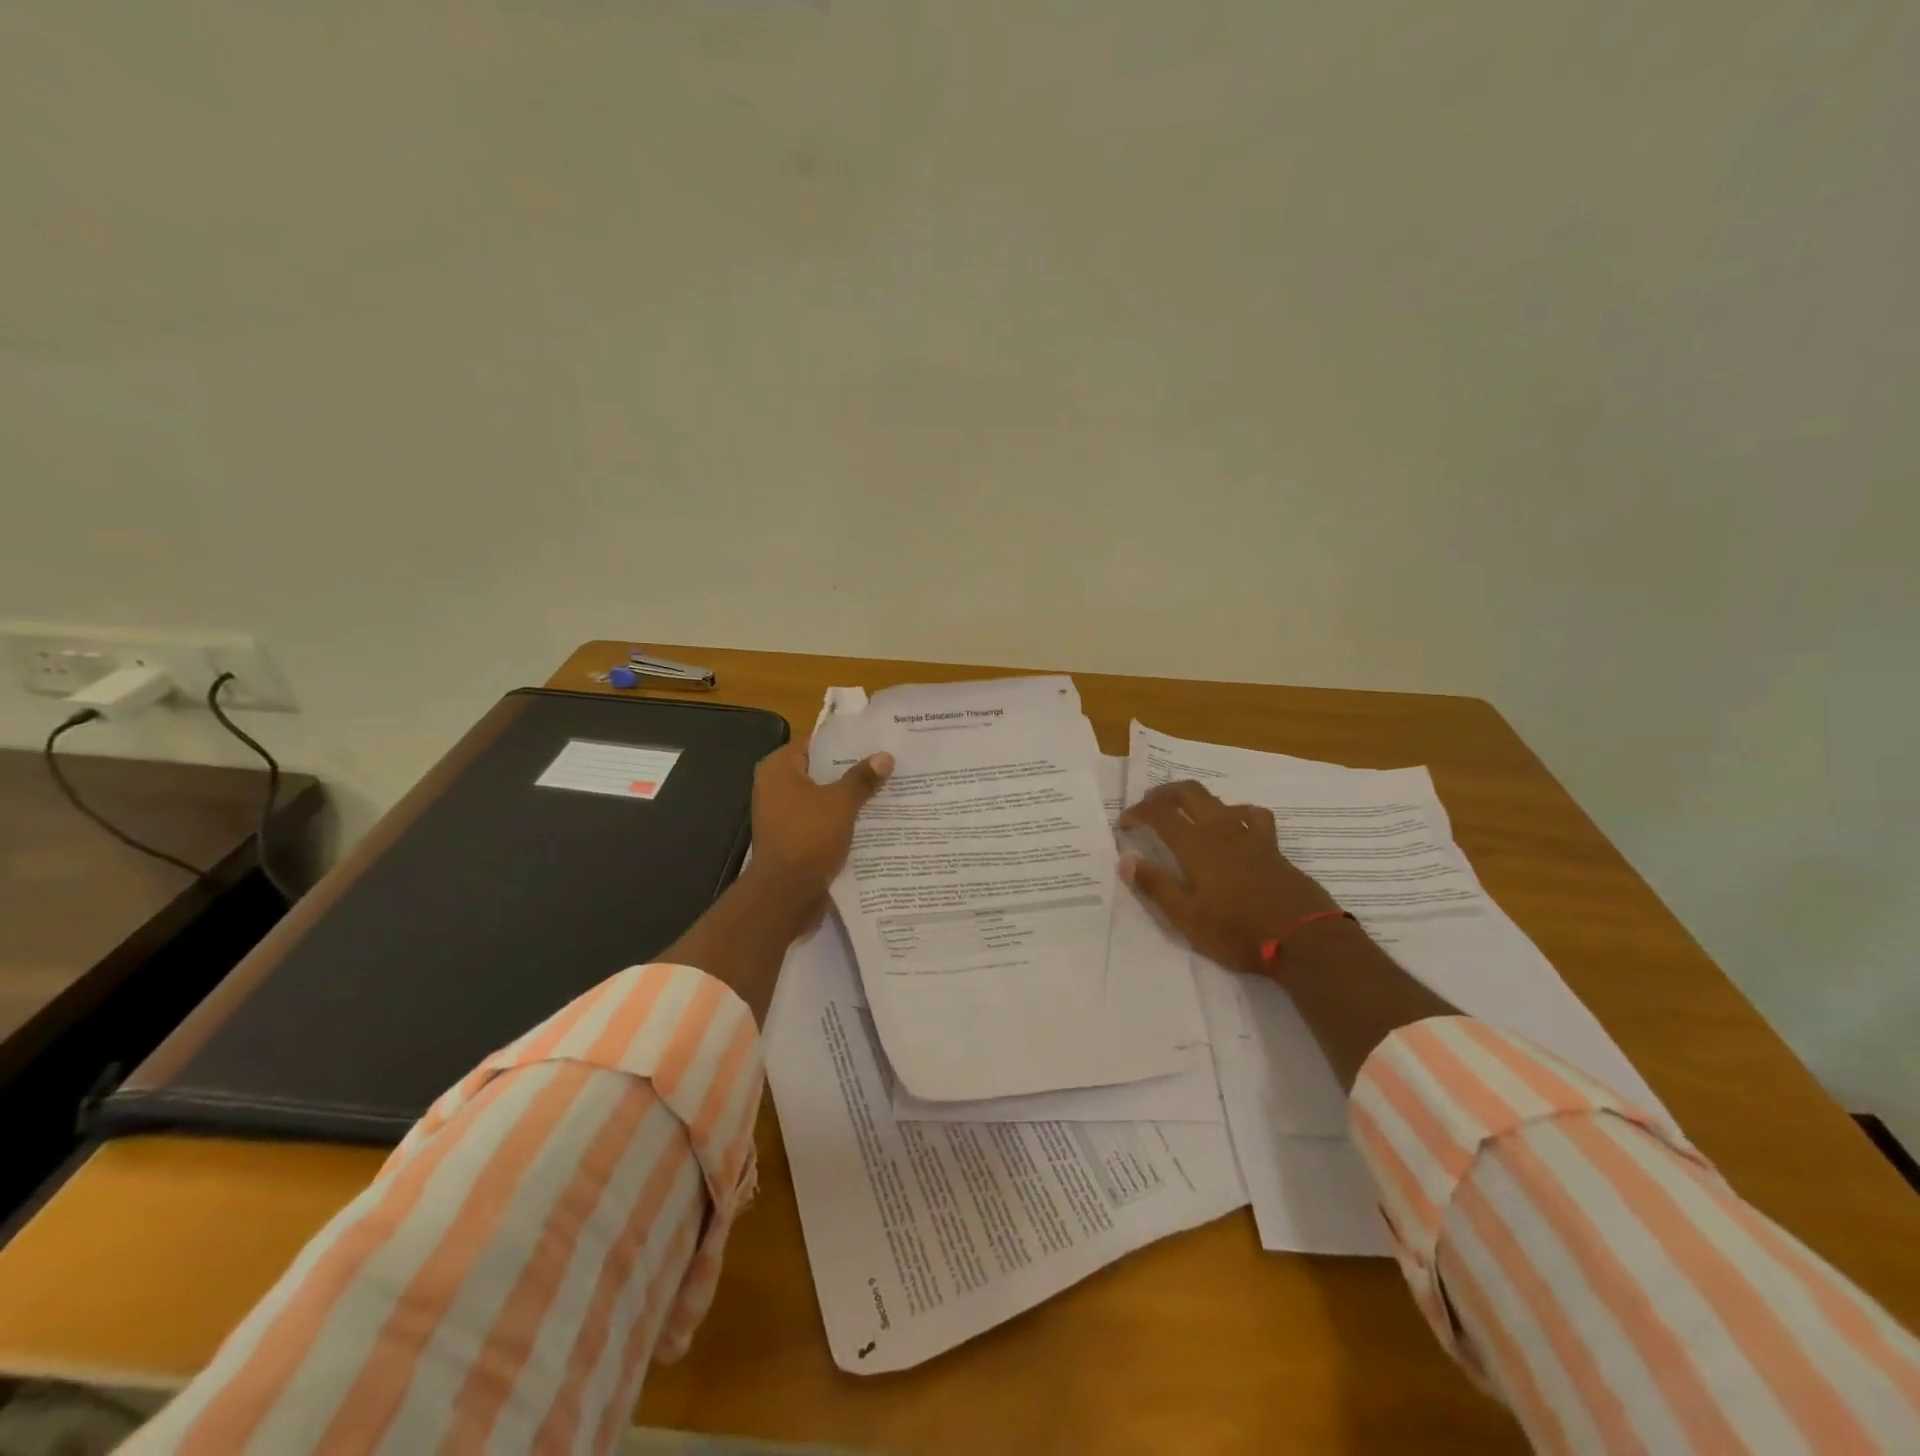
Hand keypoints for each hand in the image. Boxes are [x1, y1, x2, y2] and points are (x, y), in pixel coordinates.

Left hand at [744, 740, 893, 911]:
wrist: (786, 895)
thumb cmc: (808, 837)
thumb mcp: (841, 803)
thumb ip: (862, 778)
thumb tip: (885, 756)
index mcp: (779, 769)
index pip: (816, 743)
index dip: (847, 741)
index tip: (877, 740)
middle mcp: (776, 787)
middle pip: (821, 770)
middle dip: (853, 769)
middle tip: (889, 763)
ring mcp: (783, 814)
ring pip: (824, 797)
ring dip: (850, 796)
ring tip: (888, 787)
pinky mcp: (793, 838)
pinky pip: (822, 820)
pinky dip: (843, 819)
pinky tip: (873, 818)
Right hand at [1119, 779, 1339, 976]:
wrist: (1304, 937)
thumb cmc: (1237, 931)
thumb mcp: (1187, 917)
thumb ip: (1156, 885)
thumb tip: (1127, 860)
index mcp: (1196, 844)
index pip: (1159, 814)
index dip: (1138, 812)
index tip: (1124, 823)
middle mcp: (1221, 829)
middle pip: (1189, 793)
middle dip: (1164, 793)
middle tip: (1148, 804)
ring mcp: (1250, 835)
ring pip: (1219, 800)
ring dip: (1196, 800)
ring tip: (1186, 813)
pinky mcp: (1272, 846)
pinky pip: (1251, 815)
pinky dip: (1236, 812)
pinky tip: (1235, 825)